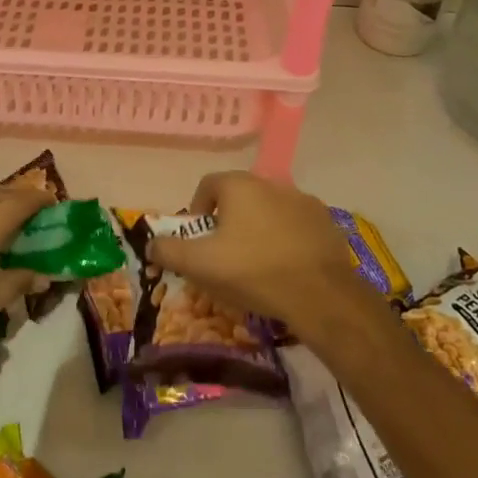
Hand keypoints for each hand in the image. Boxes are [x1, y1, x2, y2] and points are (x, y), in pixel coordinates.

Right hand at [148, 170, 369, 335]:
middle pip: (239, 197)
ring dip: (259, 228)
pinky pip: (296, 225)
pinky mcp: (326, 221)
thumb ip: (169, 251)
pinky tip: (286, 266)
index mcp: (239, 185)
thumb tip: (150, 244)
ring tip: (257, 263)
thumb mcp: (200, 265)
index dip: (197, 211)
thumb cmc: (253, 271)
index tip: (199, 240)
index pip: (207, 185)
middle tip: (225, 255)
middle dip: (228, 221)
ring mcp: (303, 200)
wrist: (321, 294)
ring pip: (269, 210)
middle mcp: (271, 183)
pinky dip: (287, 238)